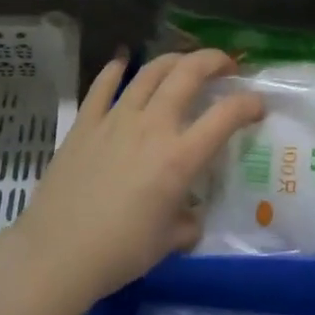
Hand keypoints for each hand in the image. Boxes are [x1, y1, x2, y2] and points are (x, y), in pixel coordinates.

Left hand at [12, 49, 263, 314]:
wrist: (57, 254)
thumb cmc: (120, 252)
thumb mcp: (169, 242)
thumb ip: (188, 223)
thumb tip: (190, 217)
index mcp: (180, 157)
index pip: (226, 116)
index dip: (249, 104)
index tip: (257, 105)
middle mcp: (152, 127)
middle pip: (188, 74)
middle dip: (213, 61)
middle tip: (225, 66)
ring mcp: (115, 120)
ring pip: (149, 72)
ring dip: (173, 60)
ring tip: (184, 63)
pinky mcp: (85, 123)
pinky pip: (102, 86)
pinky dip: (115, 69)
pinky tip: (122, 63)